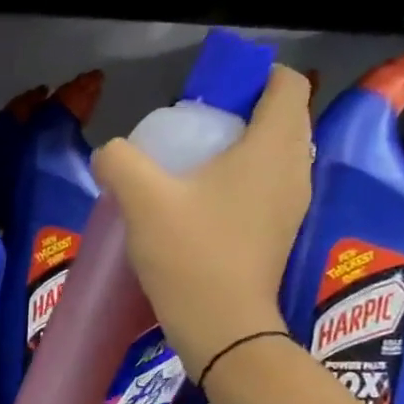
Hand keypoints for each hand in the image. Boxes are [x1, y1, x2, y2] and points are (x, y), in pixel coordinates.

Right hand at [90, 65, 313, 376]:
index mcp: (273, 144)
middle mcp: (295, 168)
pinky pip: (266, 190)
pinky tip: (202, 210)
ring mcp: (292, 205)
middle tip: (192, 136)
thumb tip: (109, 153)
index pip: (286, 83)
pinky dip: (241, 187)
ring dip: (240, 154)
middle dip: (240, 116)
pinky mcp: (280, 235)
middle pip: (279, 119)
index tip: (209, 97)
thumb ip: (120, 163)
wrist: (221, 326)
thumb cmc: (190, 254)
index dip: (252, 78)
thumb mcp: (142, 201)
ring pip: (273, 158)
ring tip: (193, 174)